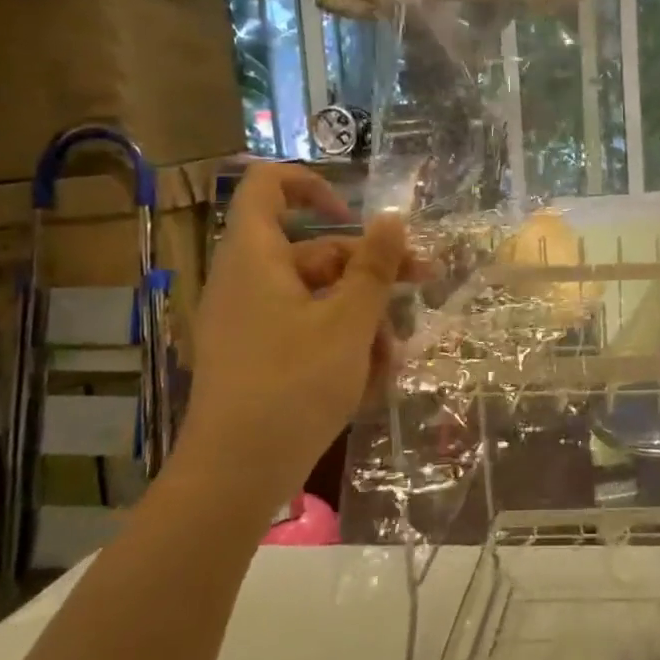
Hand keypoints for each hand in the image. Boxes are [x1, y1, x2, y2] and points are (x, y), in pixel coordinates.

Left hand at [183, 163, 413, 493]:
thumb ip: (375, 266)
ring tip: (394, 357)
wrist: (236, 474)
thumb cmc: (294, 384)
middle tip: (423, 284)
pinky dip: (340, 344)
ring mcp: (249, 323)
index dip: (313, 185)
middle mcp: (247, 282)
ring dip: (364, 318)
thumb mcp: (349, 322)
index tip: (357, 216)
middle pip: (316, 252)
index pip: (268, 186)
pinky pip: (305, 332)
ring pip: (319, 298)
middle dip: (372, 270)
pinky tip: (372, 380)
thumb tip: (392, 218)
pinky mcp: (257, 358)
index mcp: (256, 257)